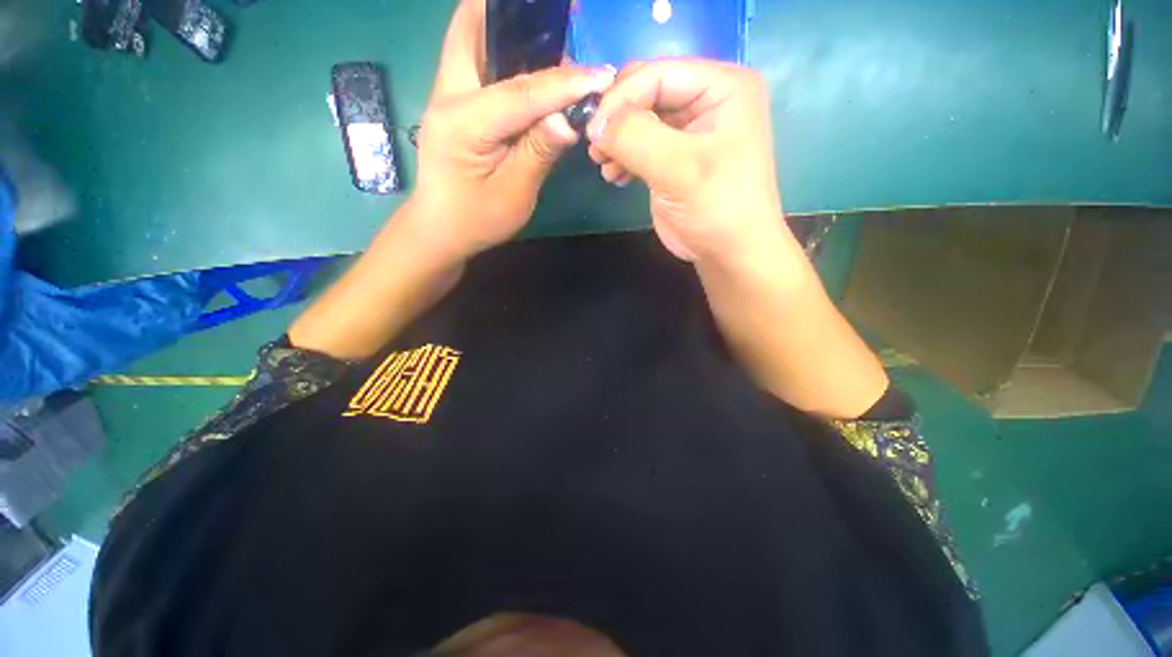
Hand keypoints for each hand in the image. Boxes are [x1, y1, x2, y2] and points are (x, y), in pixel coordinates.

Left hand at [408, 0, 615, 261]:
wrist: (440, 229)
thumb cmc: (476, 220)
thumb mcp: (513, 195)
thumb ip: (539, 153)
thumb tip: (569, 119)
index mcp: (463, 123)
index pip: (521, 92)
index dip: (564, 84)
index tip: (601, 75)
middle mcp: (448, 95)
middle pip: (472, 28)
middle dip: (515, 16)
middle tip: (558, 21)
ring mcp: (446, 94)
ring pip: (472, 37)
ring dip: (509, 27)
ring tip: (551, 35)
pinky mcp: (453, 102)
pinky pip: (476, 59)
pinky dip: (503, 49)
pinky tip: (530, 60)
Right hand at [586, 59, 786, 264]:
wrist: (729, 253)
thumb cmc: (716, 207)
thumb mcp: (678, 169)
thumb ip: (635, 138)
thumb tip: (595, 124)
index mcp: (723, 87)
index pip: (659, 73)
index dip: (621, 97)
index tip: (592, 131)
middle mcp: (708, 100)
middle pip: (647, 92)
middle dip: (617, 120)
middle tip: (596, 150)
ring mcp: (690, 130)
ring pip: (640, 120)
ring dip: (617, 141)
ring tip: (605, 167)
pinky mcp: (675, 156)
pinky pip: (641, 144)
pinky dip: (623, 158)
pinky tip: (614, 176)